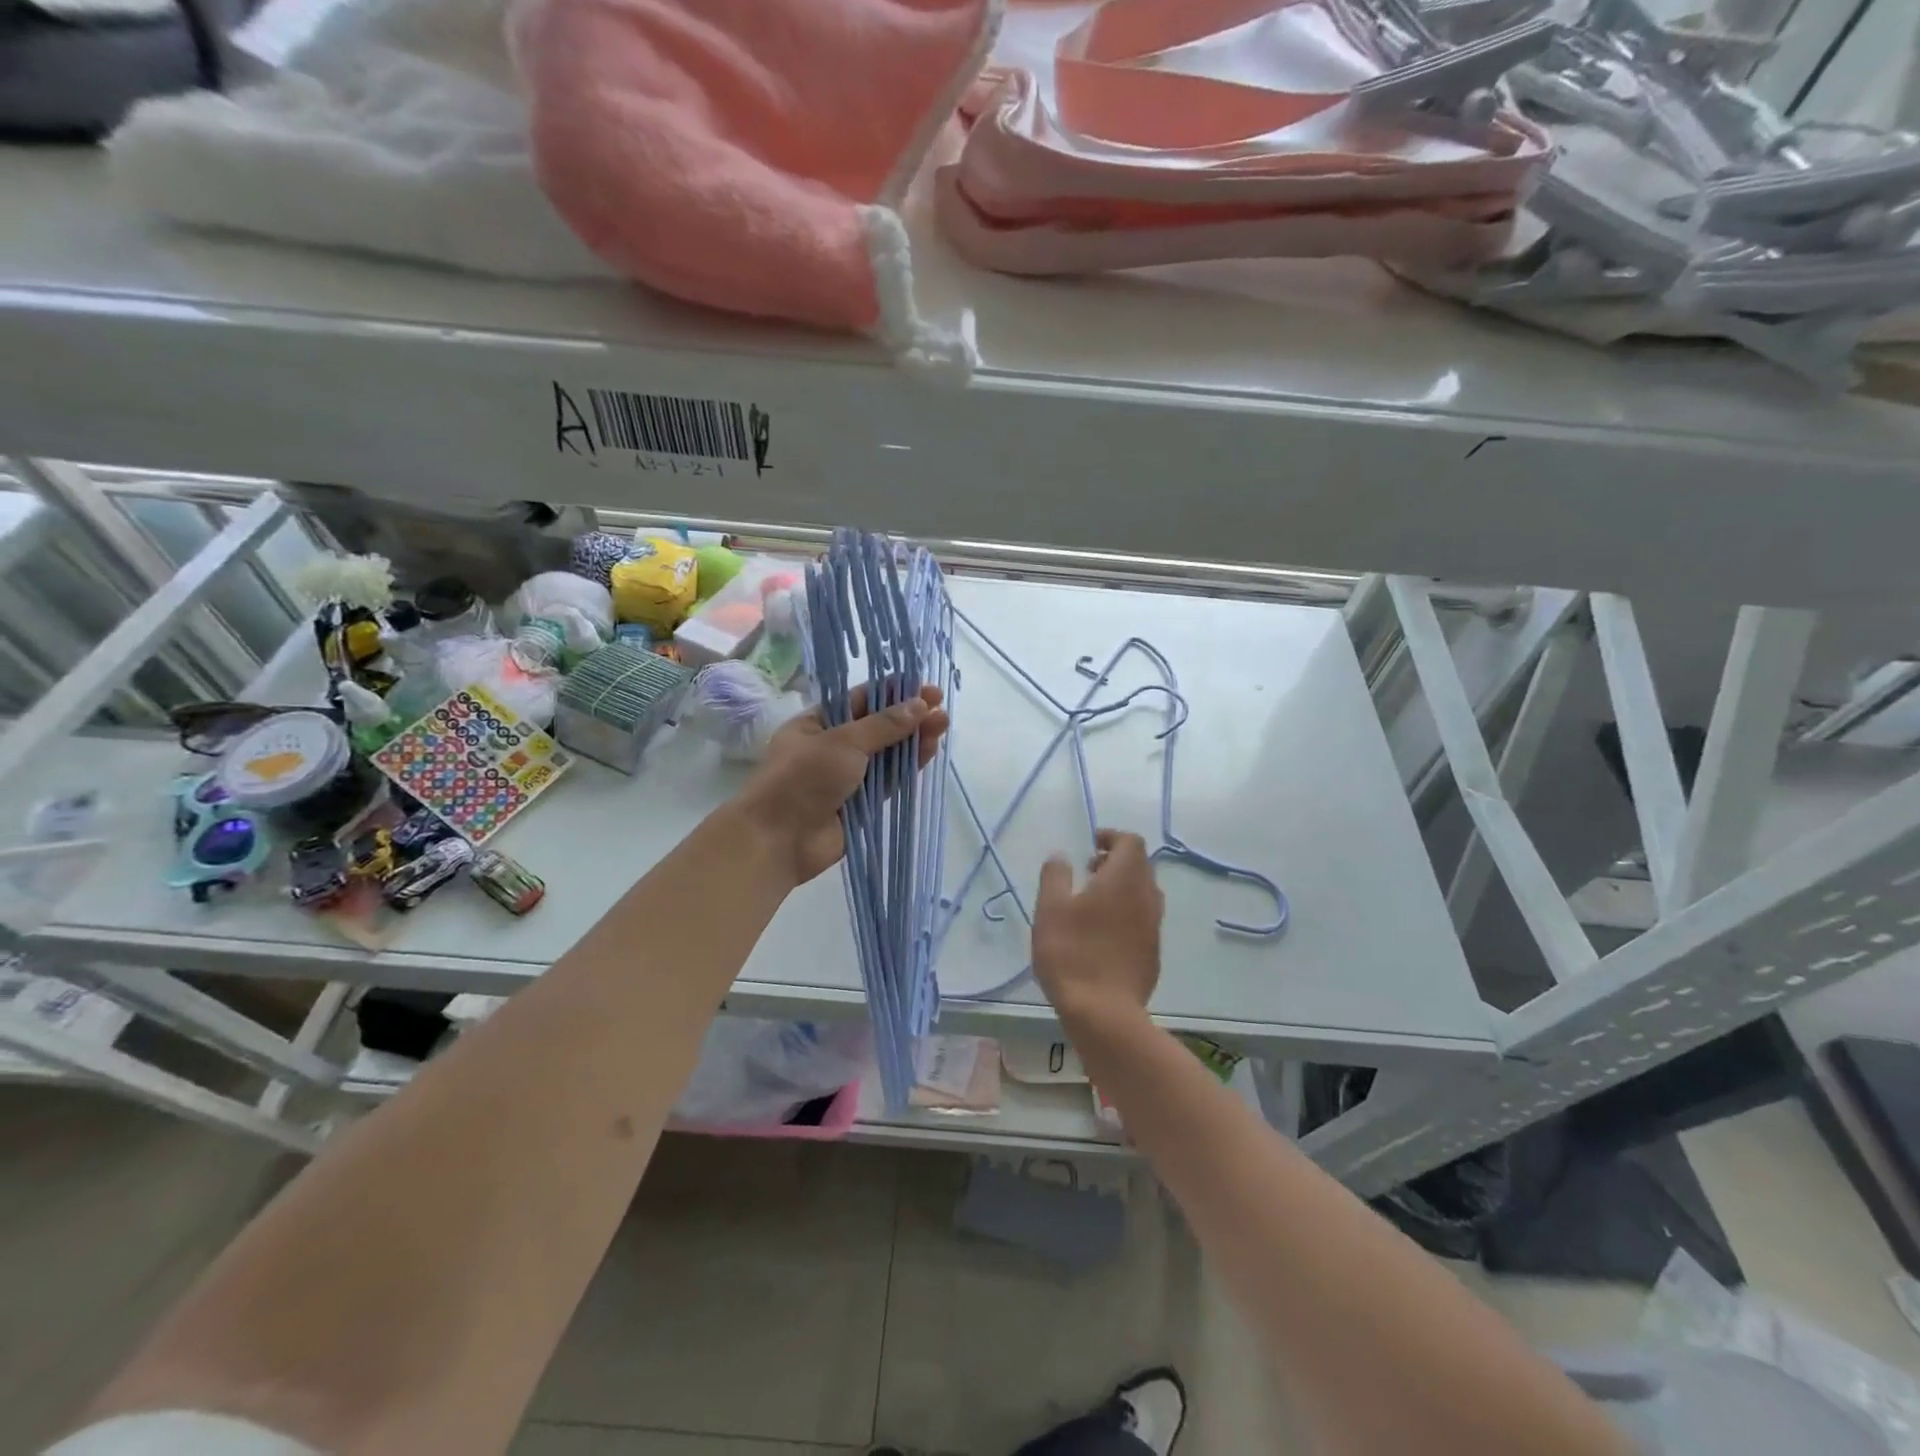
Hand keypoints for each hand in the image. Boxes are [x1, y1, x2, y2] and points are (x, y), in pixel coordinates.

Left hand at [735, 685, 949, 884]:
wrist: (778, 840)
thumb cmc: (802, 778)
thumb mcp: (843, 742)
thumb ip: (884, 725)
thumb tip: (919, 705)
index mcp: (817, 723)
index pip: (859, 700)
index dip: (891, 692)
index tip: (921, 686)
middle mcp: (833, 747)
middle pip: (878, 726)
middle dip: (908, 715)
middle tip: (940, 705)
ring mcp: (848, 777)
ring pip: (888, 754)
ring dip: (914, 739)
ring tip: (942, 723)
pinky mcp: (862, 804)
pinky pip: (890, 781)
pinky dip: (909, 766)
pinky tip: (930, 750)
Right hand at [1032, 829, 1164, 1023]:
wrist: (1104, 1013)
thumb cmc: (1072, 952)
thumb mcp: (1050, 909)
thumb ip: (1055, 876)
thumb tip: (1062, 856)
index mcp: (1124, 879)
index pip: (1131, 842)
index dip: (1112, 837)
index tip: (1091, 845)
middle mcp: (1147, 897)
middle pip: (1140, 866)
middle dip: (1116, 861)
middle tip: (1088, 871)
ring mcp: (1153, 927)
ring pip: (1144, 894)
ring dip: (1123, 888)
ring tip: (1093, 903)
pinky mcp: (1153, 953)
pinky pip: (1143, 920)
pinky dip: (1127, 914)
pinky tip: (1103, 934)